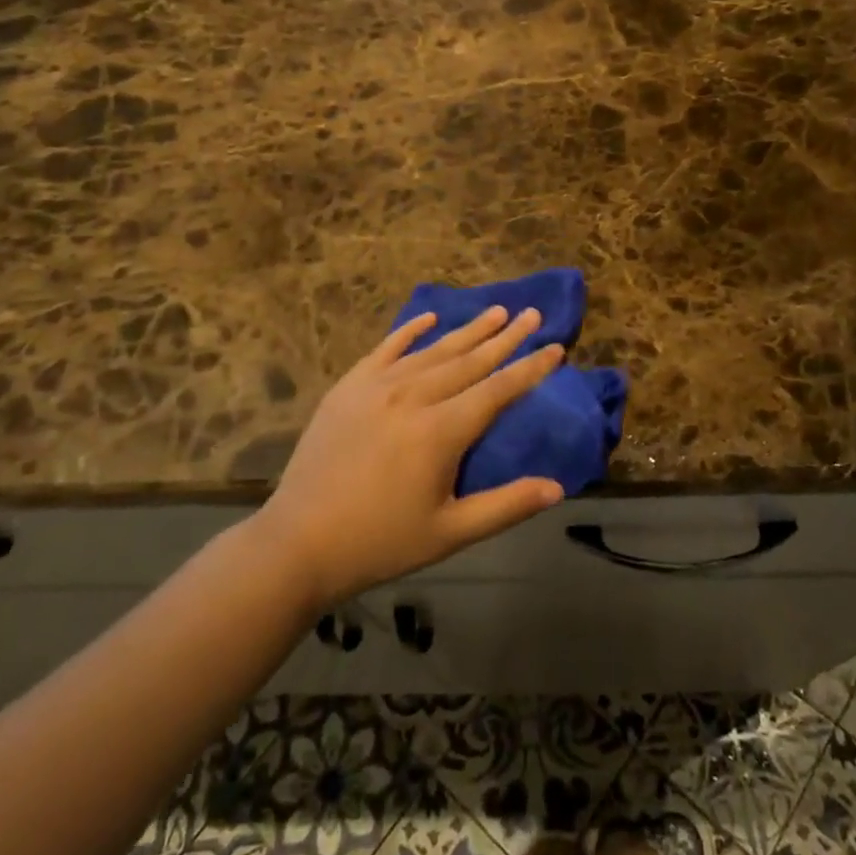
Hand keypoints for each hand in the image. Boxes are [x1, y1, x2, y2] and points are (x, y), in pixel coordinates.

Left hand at [251, 306, 566, 609]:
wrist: (299, 541)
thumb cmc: (381, 542)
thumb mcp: (450, 532)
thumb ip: (505, 506)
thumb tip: (556, 488)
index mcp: (441, 431)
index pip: (498, 390)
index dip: (530, 368)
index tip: (556, 347)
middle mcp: (413, 396)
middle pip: (470, 360)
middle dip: (506, 338)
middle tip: (533, 314)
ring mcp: (378, 386)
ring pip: (433, 350)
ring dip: (468, 330)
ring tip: (496, 311)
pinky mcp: (349, 387)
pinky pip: (386, 349)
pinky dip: (410, 331)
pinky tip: (429, 318)